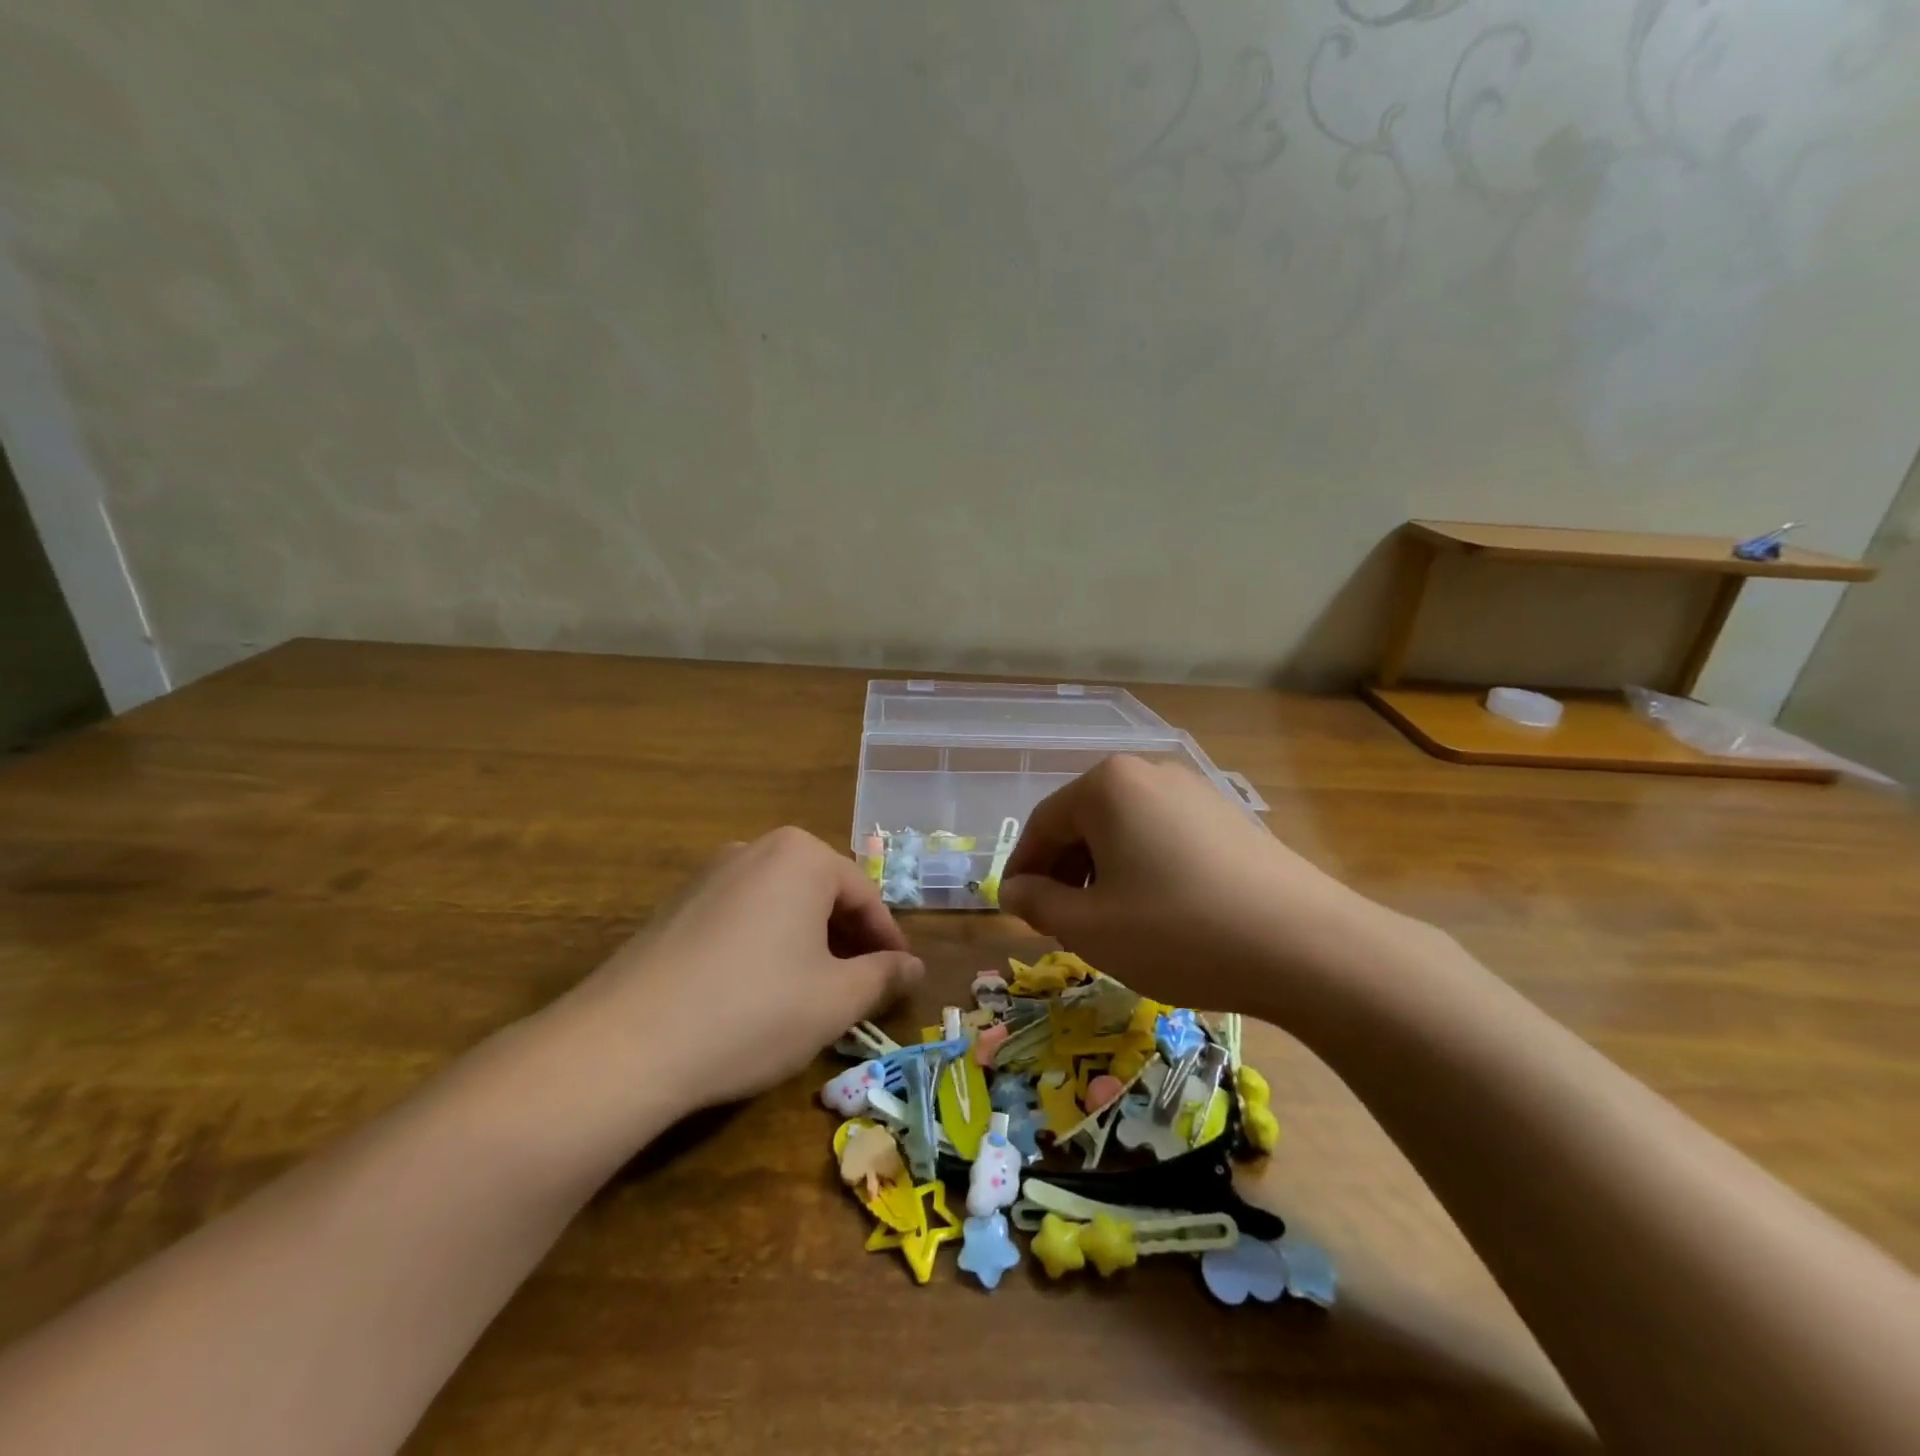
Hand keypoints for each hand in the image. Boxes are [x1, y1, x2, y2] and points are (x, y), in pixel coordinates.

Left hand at [550, 828, 922, 1118]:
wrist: (624, 1045)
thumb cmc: (753, 1010)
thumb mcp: (834, 1000)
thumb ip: (883, 977)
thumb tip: (913, 968)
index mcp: (800, 856)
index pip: (864, 895)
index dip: (888, 941)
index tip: (900, 979)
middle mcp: (754, 849)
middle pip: (821, 893)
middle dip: (847, 940)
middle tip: (861, 988)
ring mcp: (707, 876)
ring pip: (780, 905)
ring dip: (807, 943)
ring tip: (814, 993)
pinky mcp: (674, 907)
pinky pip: (741, 918)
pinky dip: (765, 947)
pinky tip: (758, 993)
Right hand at [998, 755, 1409, 1020]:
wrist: (1308, 947)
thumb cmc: (1178, 932)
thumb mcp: (1091, 927)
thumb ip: (1039, 903)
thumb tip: (1014, 890)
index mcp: (1107, 785)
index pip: (1043, 824)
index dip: (1023, 870)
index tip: (1015, 909)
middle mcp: (1150, 772)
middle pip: (1084, 821)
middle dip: (1065, 871)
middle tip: (1059, 921)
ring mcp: (1196, 791)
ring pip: (1125, 829)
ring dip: (1103, 871)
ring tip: (1108, 921)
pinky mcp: (1229, 816)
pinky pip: (1164, 836)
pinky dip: (1144, 868)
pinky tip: (1158, 911)